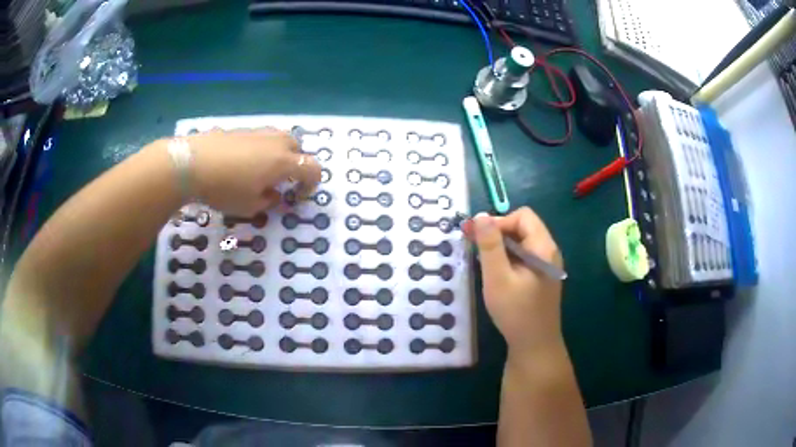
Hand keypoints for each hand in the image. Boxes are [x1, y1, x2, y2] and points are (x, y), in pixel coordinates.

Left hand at [184, 129, 321, 215]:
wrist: (193, 163)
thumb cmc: (225, 189)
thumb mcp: (249, 207)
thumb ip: (268, 201)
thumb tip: (273, 193)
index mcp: (283, 162)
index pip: (312, 169)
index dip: (311, 184)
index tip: (297, 197)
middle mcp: (276, 142)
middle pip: (298, 148)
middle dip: (296, 165)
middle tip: (282, 181)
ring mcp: (258, 132)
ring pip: (280, 139)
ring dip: (279, 154)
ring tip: (263, 170)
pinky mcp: (241, 129)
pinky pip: (261, 137)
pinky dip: (261, 149)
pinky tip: (243, 162)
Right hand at [463, 207, 563, 354]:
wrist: (534, 345)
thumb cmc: (516, 312)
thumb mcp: (498, 278)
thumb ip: (490, 245)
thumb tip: (480, 216)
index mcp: (543, 247)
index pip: (522, 216)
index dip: (499, 221)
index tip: (478, 237)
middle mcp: (549, 251)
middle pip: (523, 227)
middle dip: (498, 232)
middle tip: (475, 247)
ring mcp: (546, 265)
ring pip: (522, 242)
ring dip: (501, 246)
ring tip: (482, 260)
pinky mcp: (541, 277)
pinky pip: (524, 257)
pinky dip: (508, 258)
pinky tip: (495, 273)